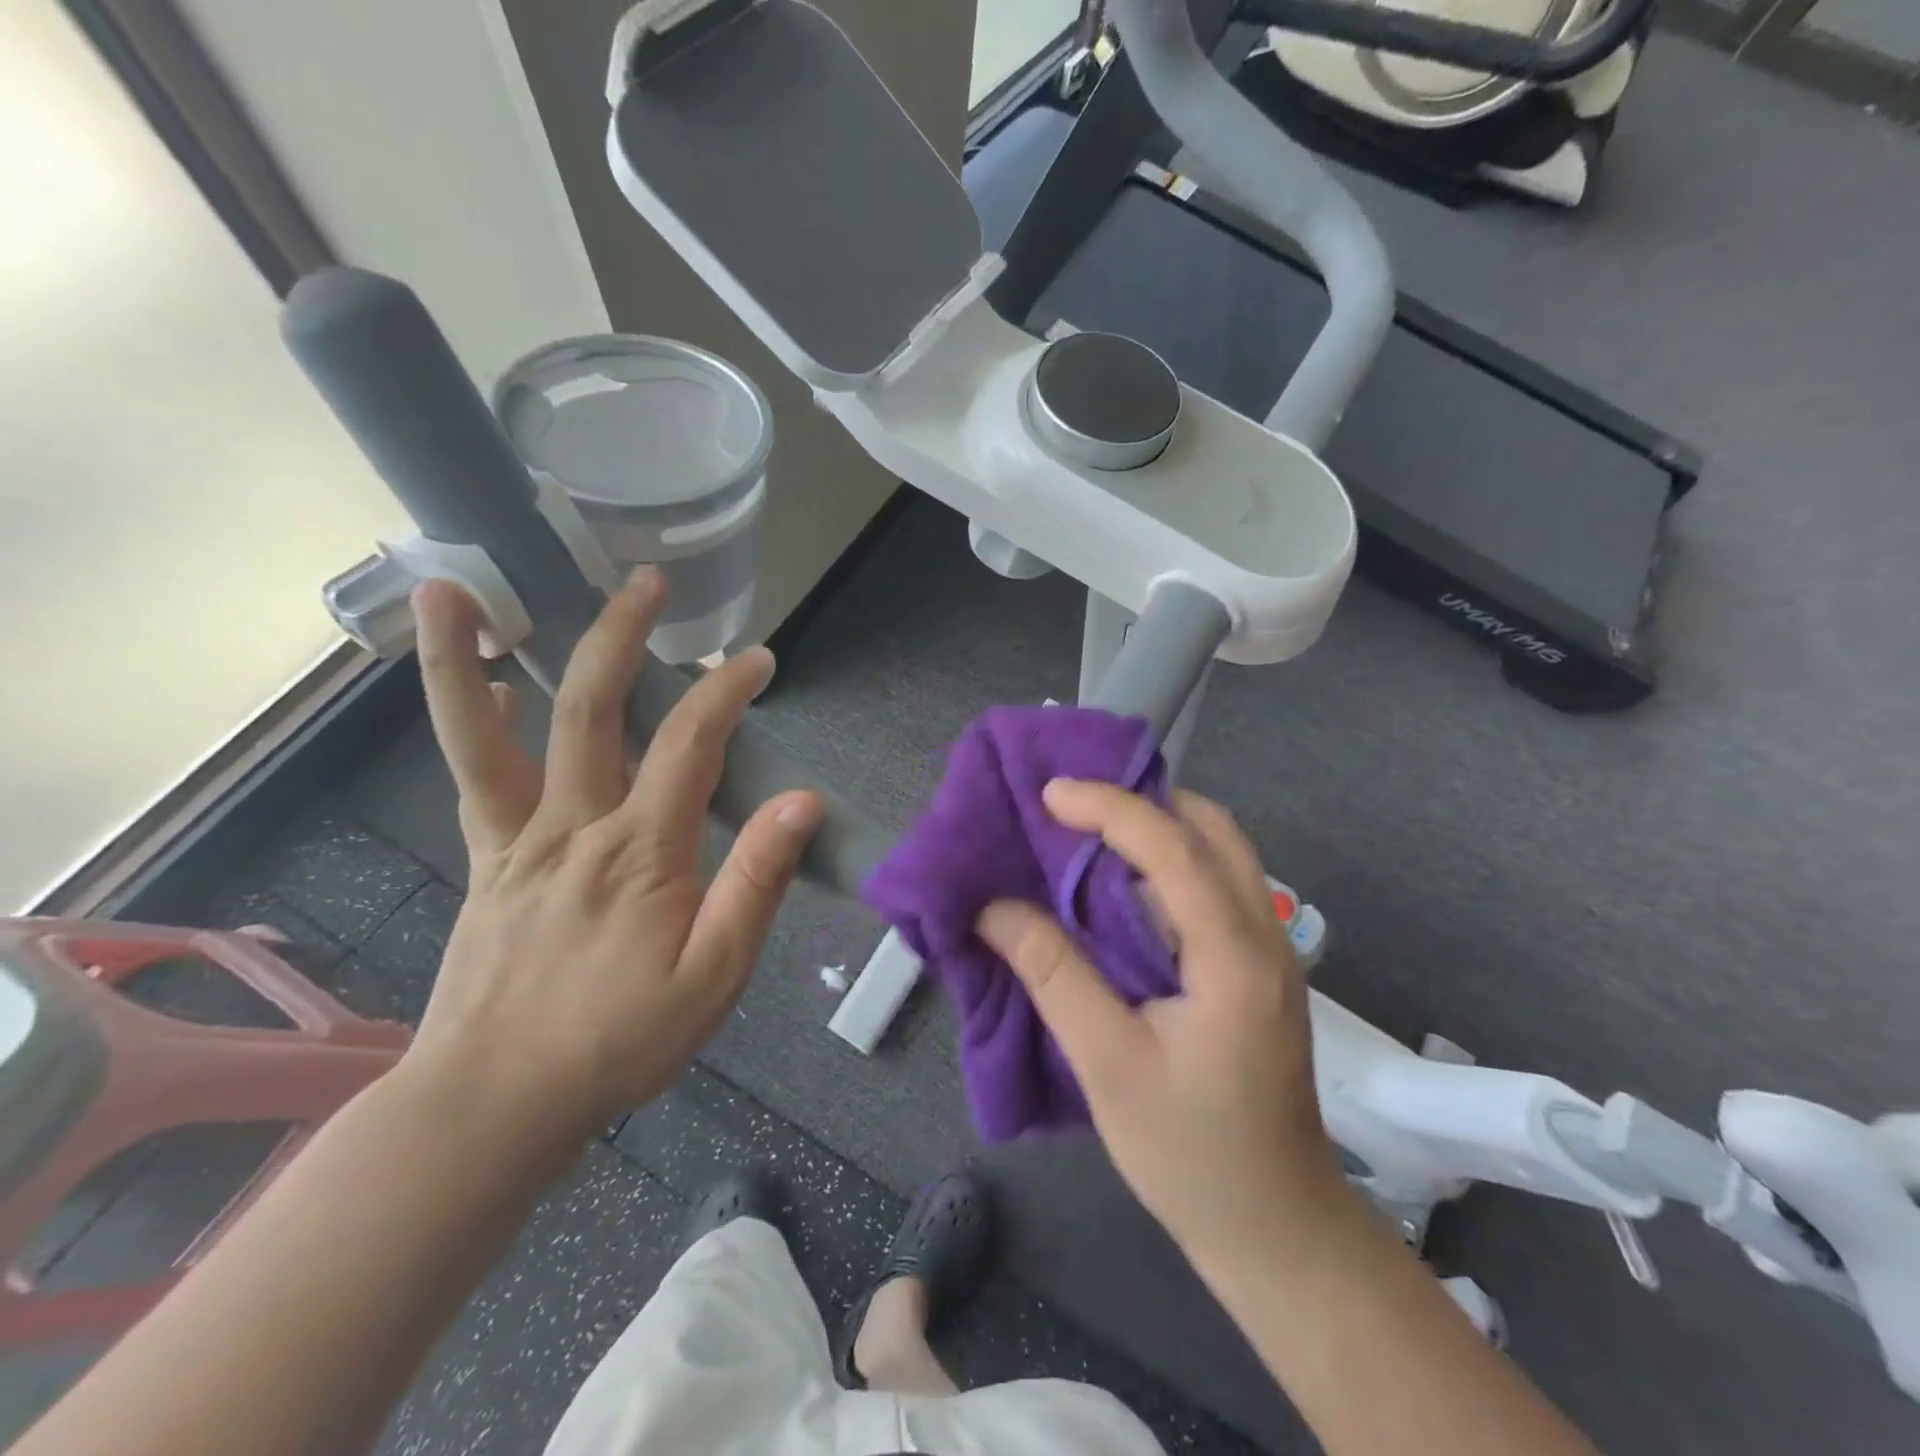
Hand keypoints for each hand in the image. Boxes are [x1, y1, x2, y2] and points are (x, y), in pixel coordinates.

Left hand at [400, 571, 821, 1155]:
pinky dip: (473, 721)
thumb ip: (757, 882)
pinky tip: (486, 684)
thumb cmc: (619, 1041)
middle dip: (622, 636)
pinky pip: (474, 780)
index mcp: (642, 851)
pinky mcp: (488, 862)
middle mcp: (575, 826)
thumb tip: (803, 801)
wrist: (496, 1103)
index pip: (692, 743)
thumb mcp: (714, 975)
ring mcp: (519, 840)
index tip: (758, 659)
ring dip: (470, 658)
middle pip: (592, 709)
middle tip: (646, 581)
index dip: (727, 690)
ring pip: (491, 735)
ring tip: (458, 588)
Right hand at [977, 781, 1352, 1266]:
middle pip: (1213, 830)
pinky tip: (1121, 886)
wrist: (1276, 1228)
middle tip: (1072, 806)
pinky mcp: (1258, 968)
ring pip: (1220, 853)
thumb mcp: (1108, 1064)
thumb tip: (993, 908)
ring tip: (1088, 832)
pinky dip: (1168, 864)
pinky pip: (1216, 885)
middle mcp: (1265, 935)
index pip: (1176, 847)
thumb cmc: (1190, 1152)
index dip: (1110, 808)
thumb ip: (1053, 975)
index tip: (1050, 794)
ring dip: (1157, 828)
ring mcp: (1270, 950)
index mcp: (1236, 955)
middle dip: (1142, 801)